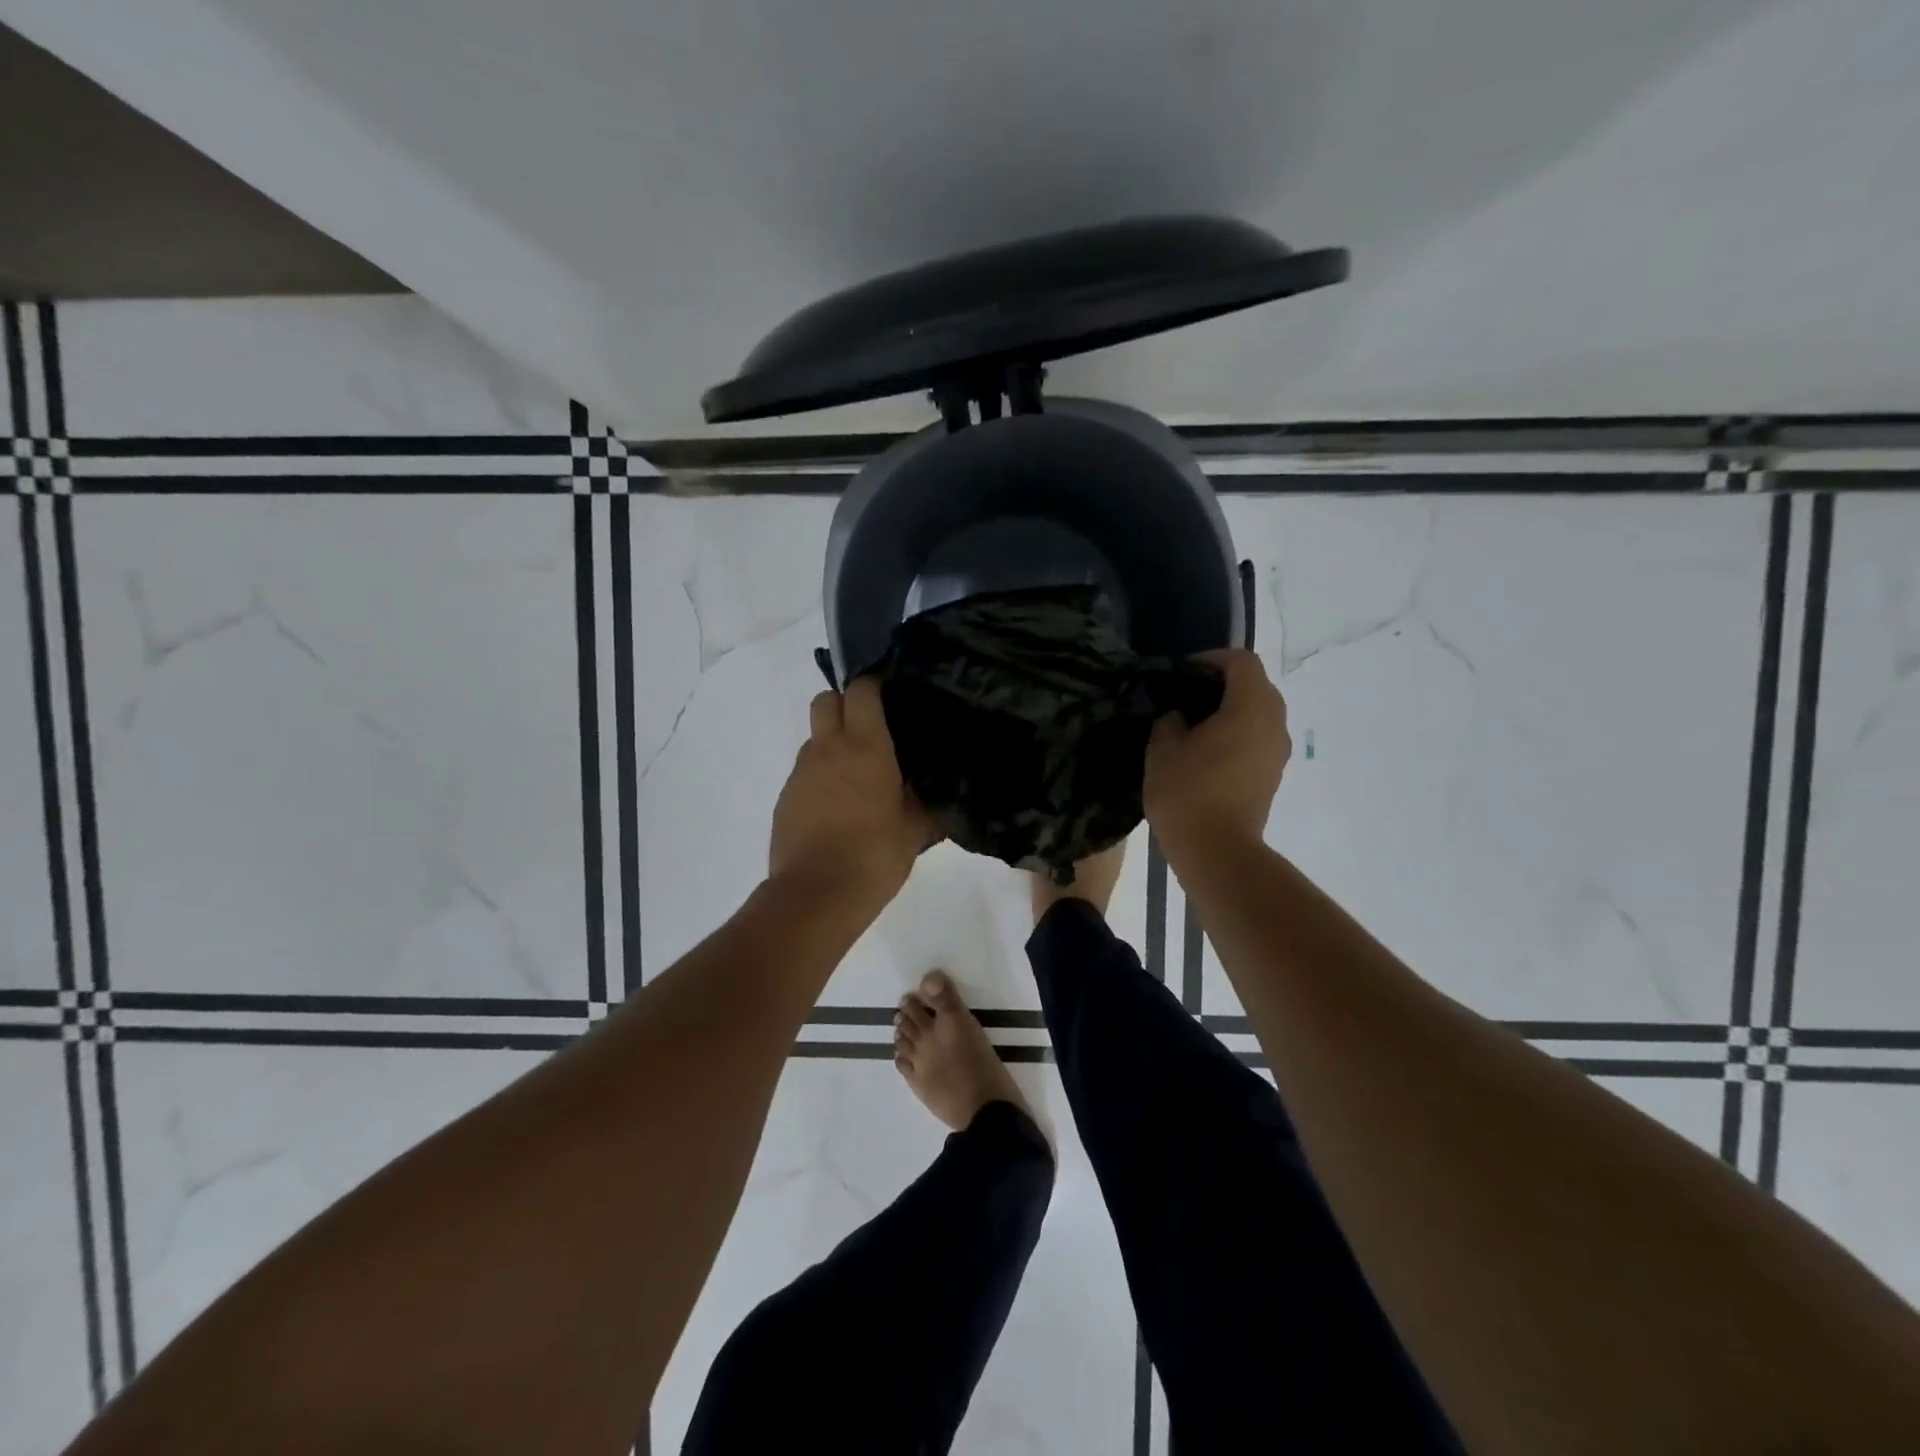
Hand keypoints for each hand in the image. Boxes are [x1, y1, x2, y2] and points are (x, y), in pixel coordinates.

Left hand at [769, 677, 931, 905]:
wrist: (817, 894)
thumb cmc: (875, 856)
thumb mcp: (914, 829)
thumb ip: (921, 801)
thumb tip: (926, 791)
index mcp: (866, 748)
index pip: (861, 690)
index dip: (873, 687)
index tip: (888, 700)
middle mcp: (828, 749)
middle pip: (825, 700)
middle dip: (844, 705)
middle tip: (867, 731)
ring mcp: (801, 773)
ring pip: (813, 738)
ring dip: (831, 745)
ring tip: (854, 779)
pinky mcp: (785, 797)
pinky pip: (804, 772)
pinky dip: (819, 778)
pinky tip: (835, 809)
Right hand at [1143, 648, 1290, 858]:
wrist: (1217, 852)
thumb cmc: (1187, 794)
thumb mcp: (1163, 749)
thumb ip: (1170, 720)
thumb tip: (1179, 716)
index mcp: (1250, 708)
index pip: (1241, 662)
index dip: (1211, 658)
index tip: (1182, 672)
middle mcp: (1274, 723)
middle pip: (1256, 684)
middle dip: (1222, 682)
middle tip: (1186, 694)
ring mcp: (1278, 751)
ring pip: (1260, 712)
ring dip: (1231, 708)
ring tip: (1193, 723)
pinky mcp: (1273, 774)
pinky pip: (1258, 737)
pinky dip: (1237, 732)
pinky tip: (1206, 750)